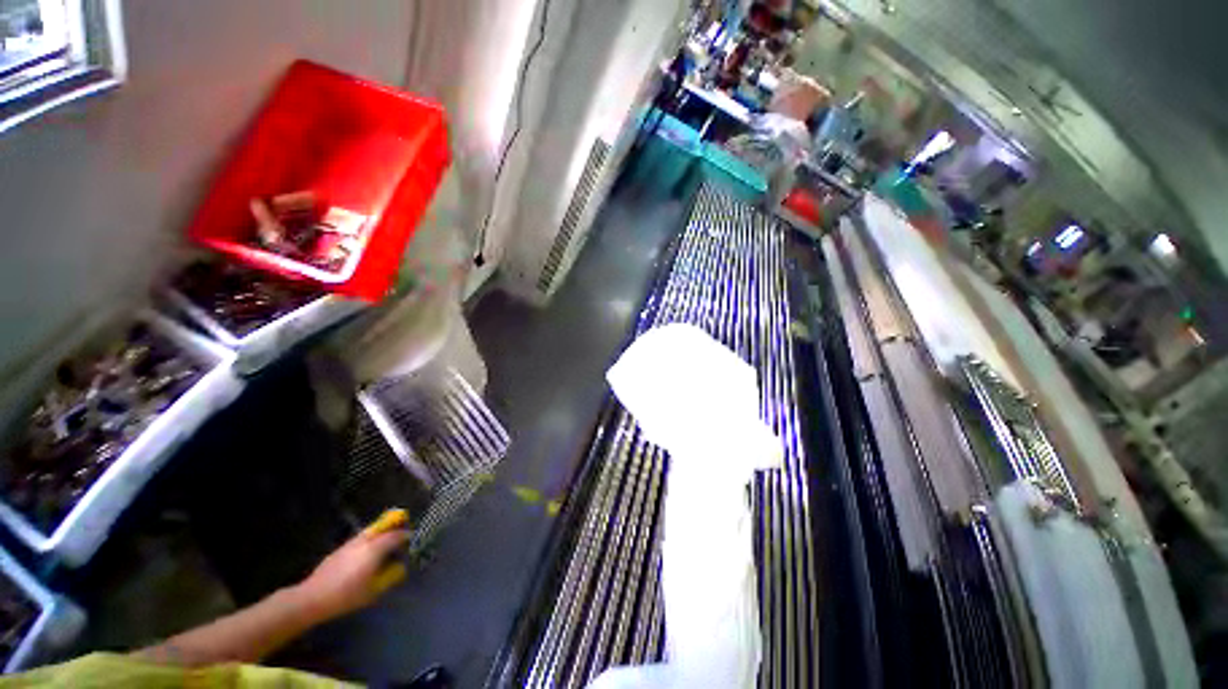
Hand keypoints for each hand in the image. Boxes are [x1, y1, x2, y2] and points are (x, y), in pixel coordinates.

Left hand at [295, 509, 409, 621]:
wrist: (312, 598)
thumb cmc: (347, 596)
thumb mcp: (373, 591)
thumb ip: (389, 577)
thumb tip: (400, 568)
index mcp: (375, 549)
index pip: (396, 536)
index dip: (407, 535)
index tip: (413, 538)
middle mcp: (364, 541)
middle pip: (383, 525)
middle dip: (394, 523)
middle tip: (403, 525)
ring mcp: (350, 543)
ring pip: (371, 530)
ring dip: (381, 530)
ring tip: (387, 538)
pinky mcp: (340, 549)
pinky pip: (361, 537)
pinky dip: (370, 538)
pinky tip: (368, 551)